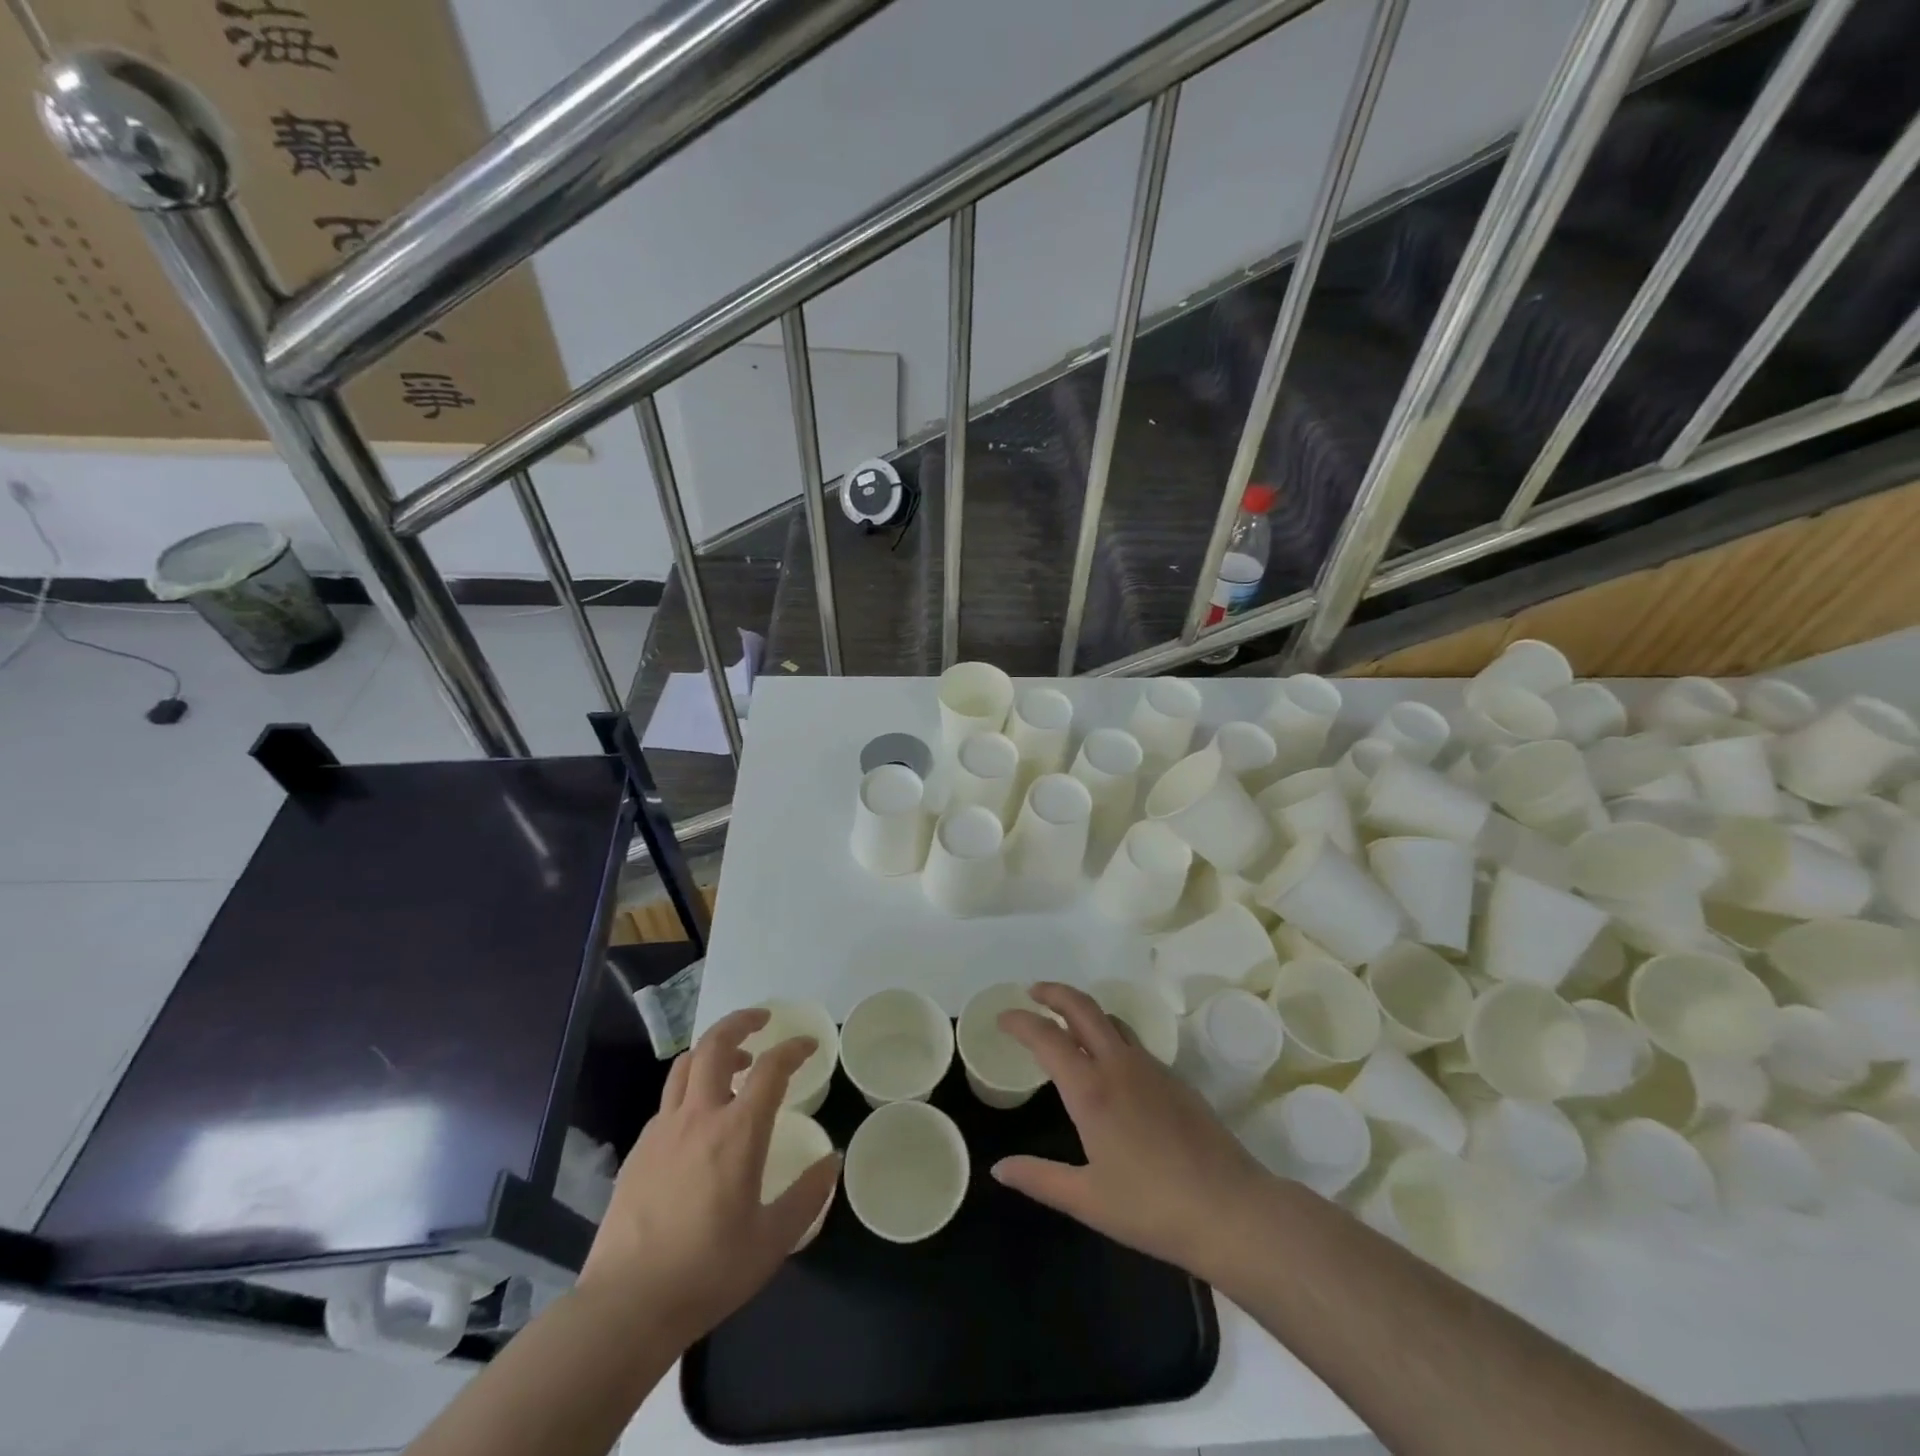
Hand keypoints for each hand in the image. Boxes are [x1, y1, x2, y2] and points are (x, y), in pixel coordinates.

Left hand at [578, 1009, 839, 1341]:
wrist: (625, 1307)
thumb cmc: (708, 1272)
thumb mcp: (772, 1240)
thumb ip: (807, 1196)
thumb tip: (831, 1161)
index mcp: (738, 1132)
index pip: (771, 1068)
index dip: (794, 1049)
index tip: (808, 1045)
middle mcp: (699, 1117)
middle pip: (716, 1044)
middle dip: (741, 1022)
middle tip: (762, 1021)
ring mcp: (663, 1130)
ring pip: (686, 1065)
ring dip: (713, 1050)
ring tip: (734, 1063)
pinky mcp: (638, 1150)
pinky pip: (668, 1101)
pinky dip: (690, 1090)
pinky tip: (699, 1119)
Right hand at [992, 982, 1275, 1283]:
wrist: (1231, 1210)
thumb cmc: (1152, 1208)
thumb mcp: (1087, 1200)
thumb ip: (1039, 1178)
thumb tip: (998, 1168)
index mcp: (1091, 1090)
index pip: (1047, 1038)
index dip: (1020, 1021)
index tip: (1002, 1017)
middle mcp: (1119, 1066)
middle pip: (1083, 1008)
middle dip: (1054, 993)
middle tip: (1033, 992)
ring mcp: (1151, 1068)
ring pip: (1111, 1021)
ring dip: (1084, 1011)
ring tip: (1066, 1021)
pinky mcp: (1175, 1080)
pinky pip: (1133, 1042)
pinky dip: (1109, 1035)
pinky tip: (1109, 1064)